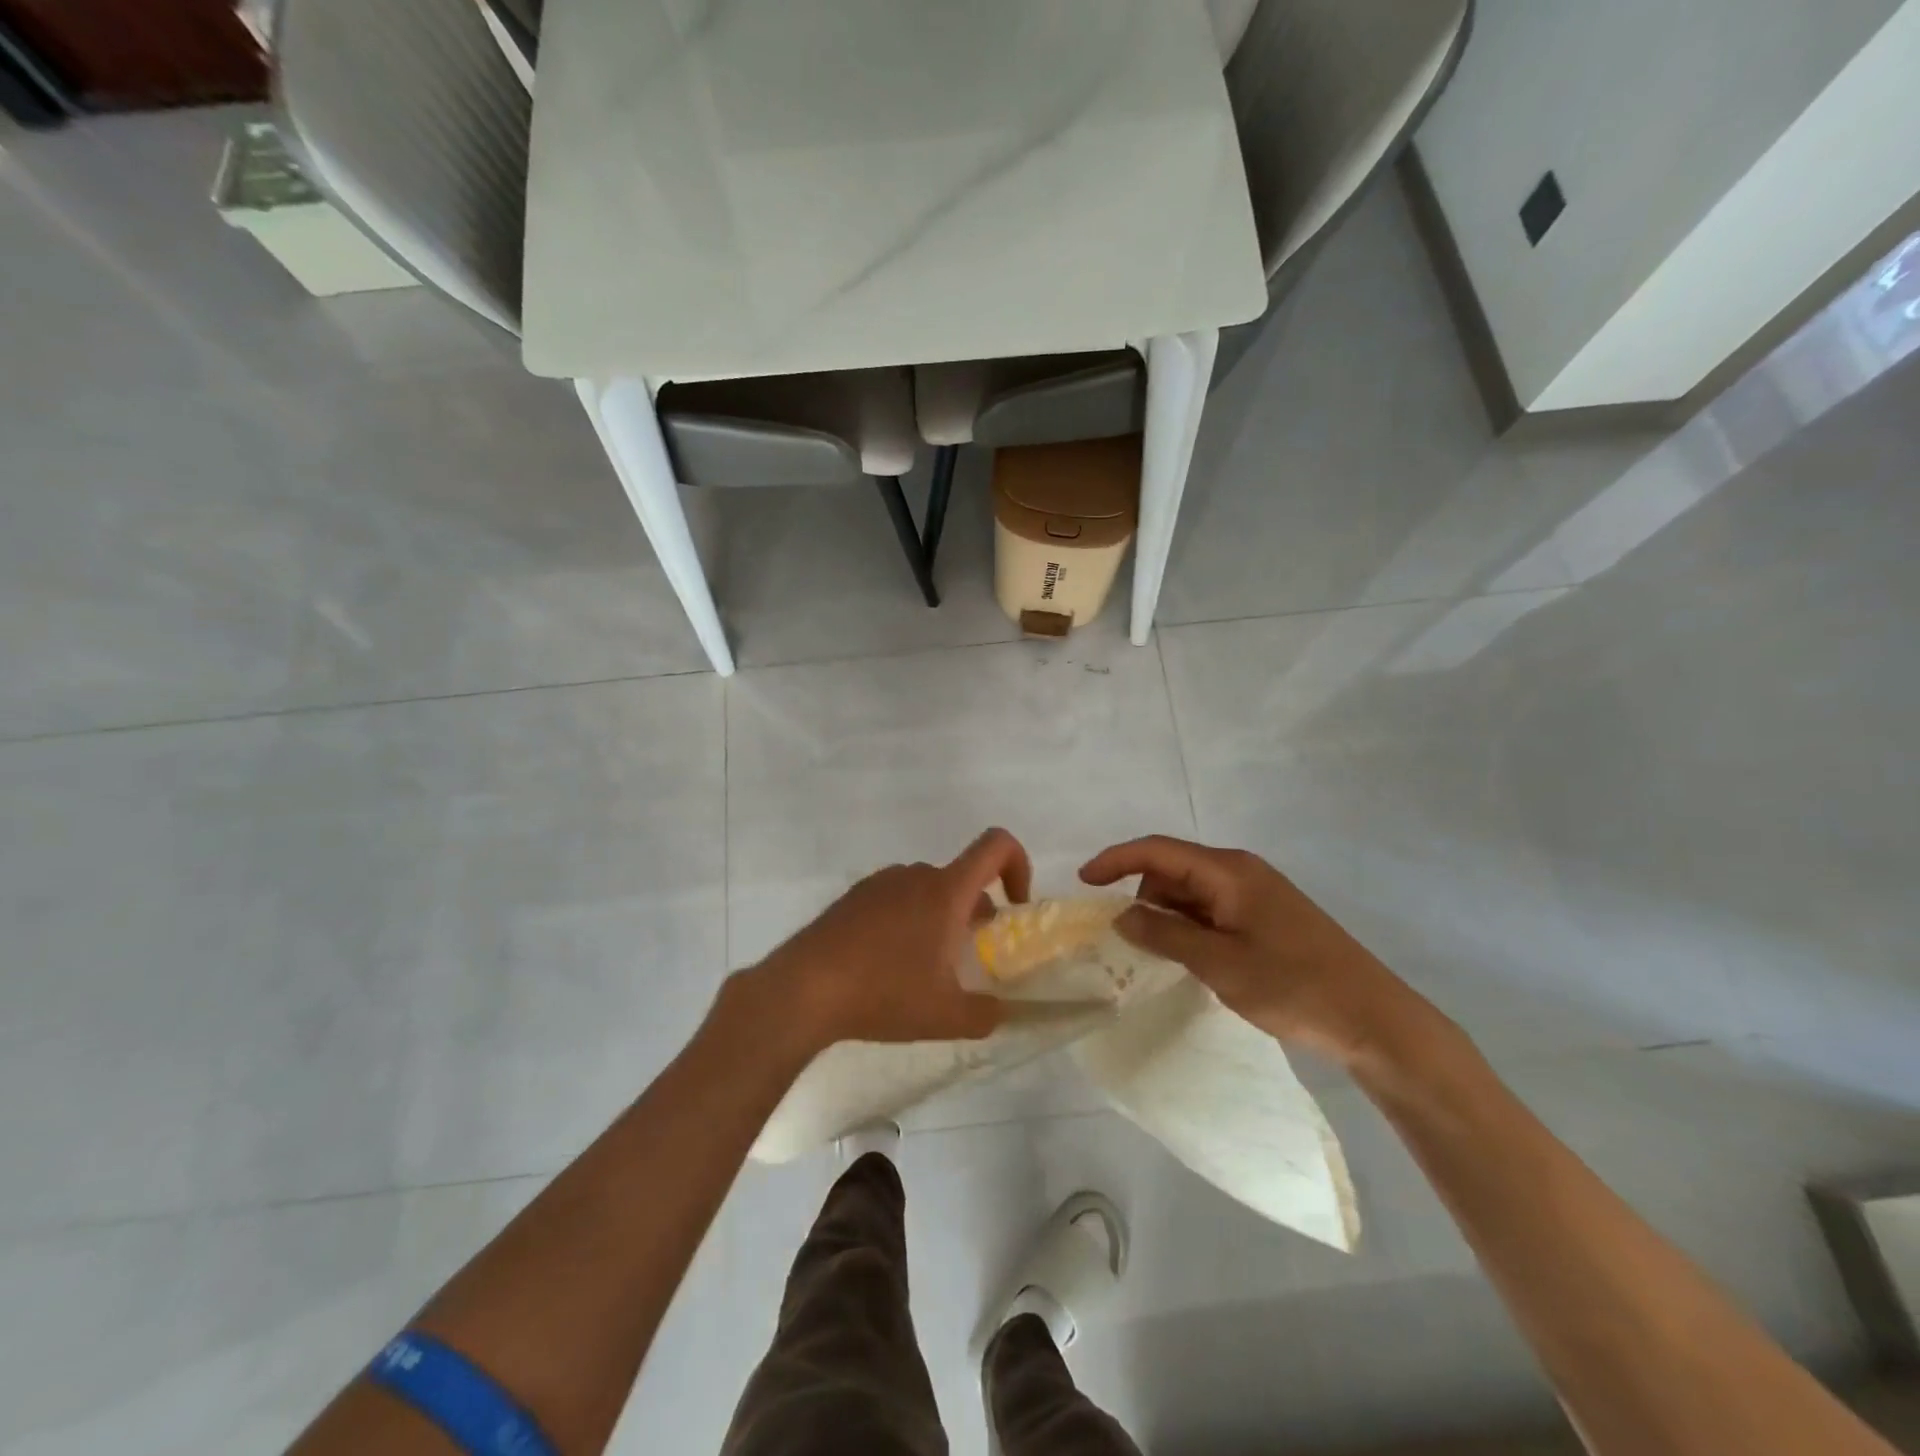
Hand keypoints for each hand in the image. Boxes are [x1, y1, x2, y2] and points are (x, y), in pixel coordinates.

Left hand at [743, 828, 1032, 1052]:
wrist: (804, 989)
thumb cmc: (884, 994)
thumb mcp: (946, 1016)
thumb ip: (985, 1014)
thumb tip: (998, 1010)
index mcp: (946, 891)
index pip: (996, 846)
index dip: (1019, 864)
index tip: (1015, 906)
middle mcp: (915, 875)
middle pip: (960, 877)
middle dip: (975, 911)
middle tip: (968, 956)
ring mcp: (880, 883)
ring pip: (927, 890)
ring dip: (940, 917)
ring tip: (926, 967)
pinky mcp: (853, 897)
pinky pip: (896, 898)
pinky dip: (907, 920)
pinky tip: (888, 964)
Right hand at [1079, 835, 1441, 1069]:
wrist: (1375, 1019)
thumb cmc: (1294, 986)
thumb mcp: (1219, 963)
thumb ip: (1165, 935)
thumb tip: (1121, 915)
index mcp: (1229, 871)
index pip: (1158, 850)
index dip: (1116, 860)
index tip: (1083, 882)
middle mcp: (1241, 872)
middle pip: (1173, 869)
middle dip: (1141, 894)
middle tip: (1124, 937)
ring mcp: (1257, 894)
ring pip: (1192, 892)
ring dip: (1167, 915)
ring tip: (1157, 954)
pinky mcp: (1267, 916)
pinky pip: (1213, 909)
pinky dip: (1190, 926)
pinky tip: (1188, 957)